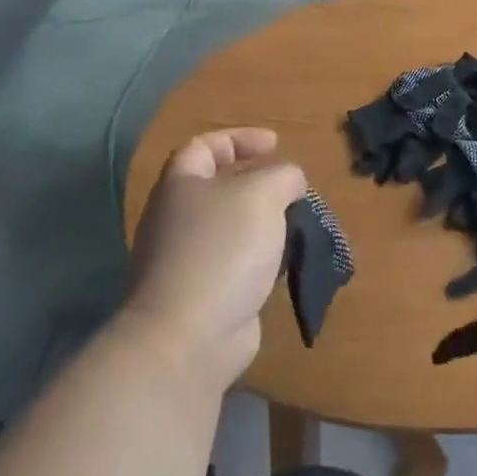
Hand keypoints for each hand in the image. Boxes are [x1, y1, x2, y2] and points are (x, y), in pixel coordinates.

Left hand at [127, 129, 305, 390]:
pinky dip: (263, 257)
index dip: (239, 139)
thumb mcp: (263, 194)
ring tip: (299, 224)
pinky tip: (287, 262)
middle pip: (218, 187)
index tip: (276, 145)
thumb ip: (283, 176)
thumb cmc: (223, 249)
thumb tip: (290, 181)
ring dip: (265, 222)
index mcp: (181, 185)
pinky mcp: (203, 294)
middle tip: (292, 187)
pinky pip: (237, 262)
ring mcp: (187, 259)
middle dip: (258, 182)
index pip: (204, 146)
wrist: (190, 336)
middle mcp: (177, 219)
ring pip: (232, 227)